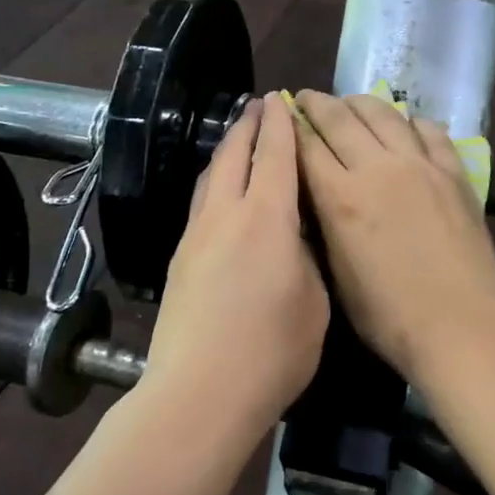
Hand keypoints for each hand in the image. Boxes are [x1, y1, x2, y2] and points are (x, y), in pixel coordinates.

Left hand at [140, 92, 328, 436]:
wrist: (199, 393)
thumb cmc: (272, 351)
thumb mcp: (315, 302)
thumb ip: (308, 259)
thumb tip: (296, 240)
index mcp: (267, 217)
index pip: (275, 154)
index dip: (280, 124)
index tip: (283, 100)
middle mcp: (226, 214)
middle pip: (234, 154)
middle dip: (248, 125)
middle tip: (260, 105)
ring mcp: (196, 236)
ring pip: (211, 176)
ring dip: (227, 150)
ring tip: (239, 139)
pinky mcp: (179, 259)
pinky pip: (201, 203)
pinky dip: (216, 182)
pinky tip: (223, 194)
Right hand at [290, 91, 494, 381]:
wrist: (460, 322)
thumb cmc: (388, 315)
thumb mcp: (337, 273)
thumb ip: (324, 224)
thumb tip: (315, 193)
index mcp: (341, 197)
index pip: (307, 146)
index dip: (291, 126)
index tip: (282, 115)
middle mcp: (377, 168)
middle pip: (341, 119)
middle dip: (317, 104)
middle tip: (306, 98)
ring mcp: (419, 165)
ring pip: (384, 114)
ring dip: (360, 102)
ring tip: (349, 102)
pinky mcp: (452, 172)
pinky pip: (429, 131)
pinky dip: (410, 121)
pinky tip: (404, 123)